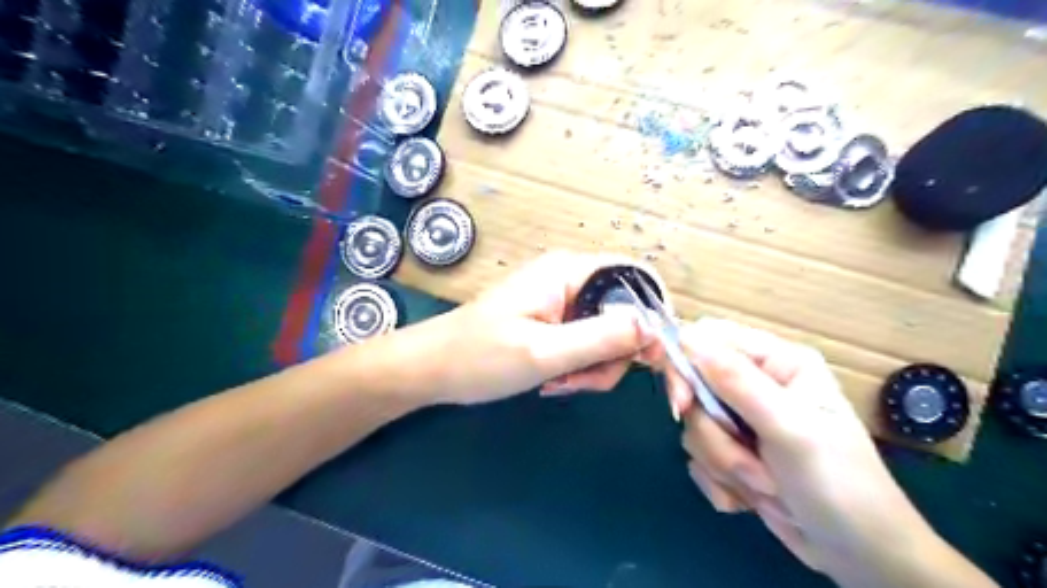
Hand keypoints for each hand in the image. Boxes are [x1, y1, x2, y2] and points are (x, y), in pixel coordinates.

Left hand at [426, 250, 651, 406]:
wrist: (431, 369)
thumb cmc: (480, 357)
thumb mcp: (544, 351)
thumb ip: (601, 338)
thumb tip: (654, 327)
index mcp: (569, 272)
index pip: (636, 276)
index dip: (654, 313)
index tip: (652, 358)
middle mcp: (570, 280)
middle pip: (624, 312)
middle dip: (614, 354)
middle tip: (583, 382)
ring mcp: (560, 301)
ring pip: (606, 334)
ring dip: (593, 366)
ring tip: (559, 384)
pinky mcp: (552, 322)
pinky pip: (585, 343)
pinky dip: (579, 366)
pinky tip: (553, 381)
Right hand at [666, 322, 946, 582]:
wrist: (860, 557)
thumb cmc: (839, 484)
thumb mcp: (790, 429)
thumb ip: (737, 382)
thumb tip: (687, 338)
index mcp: (777, 362)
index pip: (709, 339)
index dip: (686, 365)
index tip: (682, 404)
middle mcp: (756, 385)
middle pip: (695, 388)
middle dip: (715, 434)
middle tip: (745, 461)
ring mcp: (742, 420)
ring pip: (695, 428)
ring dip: (724, 463)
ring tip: (767, 486)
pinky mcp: (732, 452)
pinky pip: (698, 457)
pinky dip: (721, 482)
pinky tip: (753, 500)